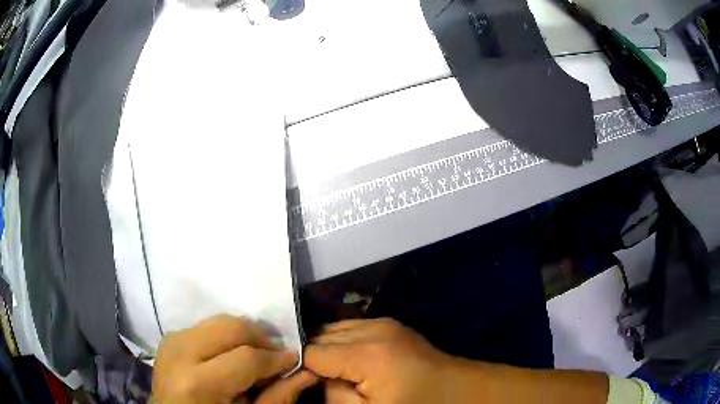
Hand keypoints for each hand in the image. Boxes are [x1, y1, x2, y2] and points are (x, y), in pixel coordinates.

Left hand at [152, 314, 316, 403]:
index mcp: (197, 383)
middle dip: (259, 335)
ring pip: (217, 320)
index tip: (294, 359)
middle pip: (229, 327)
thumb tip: (306, 372)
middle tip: (276, 350)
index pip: (245, 357)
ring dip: (243, 333)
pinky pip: (204, 325)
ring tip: (256, 350)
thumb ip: (276, 398)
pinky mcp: (170, 338)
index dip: (275, 358)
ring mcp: (171, 341)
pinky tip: (232, 351)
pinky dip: (224, 334)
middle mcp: (180, 354)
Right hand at [304, 318, 458, 403]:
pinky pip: (353, 326)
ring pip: (335, 328)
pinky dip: (345, 340)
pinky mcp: (391, 323)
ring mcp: (383, 322)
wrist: (455, 389)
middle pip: (321, 336)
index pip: (312, 352)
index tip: (312, 384)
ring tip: (339, 370)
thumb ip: (334, 394)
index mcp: (365, 353)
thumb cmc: (414, 403)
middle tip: (324, 379)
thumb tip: (320, 375)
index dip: (307, 369)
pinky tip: (354, 359)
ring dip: (330, 347)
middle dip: (318, 357)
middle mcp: (372, 329)